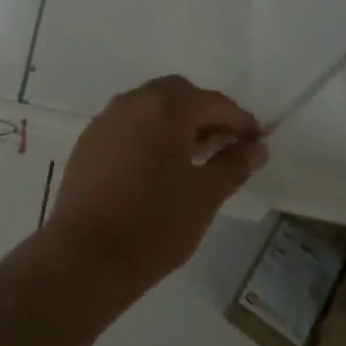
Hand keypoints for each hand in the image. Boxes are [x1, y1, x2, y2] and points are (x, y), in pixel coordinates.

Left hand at [41, 76, 266, 304]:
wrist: (88, 252)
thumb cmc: (155, 222)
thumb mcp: (205, 195)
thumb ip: (233, 165)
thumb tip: (256, 147)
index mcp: (163, 108)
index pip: (210, 101)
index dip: (238, 119)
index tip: (257, 142)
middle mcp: (130, 102)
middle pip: (175, 93)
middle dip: (204, 112)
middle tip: (225, 144)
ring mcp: (105, 120)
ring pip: (148, 106)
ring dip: (175, 121)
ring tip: (195, 156)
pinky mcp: (89, 141)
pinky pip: (127, 124)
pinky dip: (149, 133)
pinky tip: (158, 165)